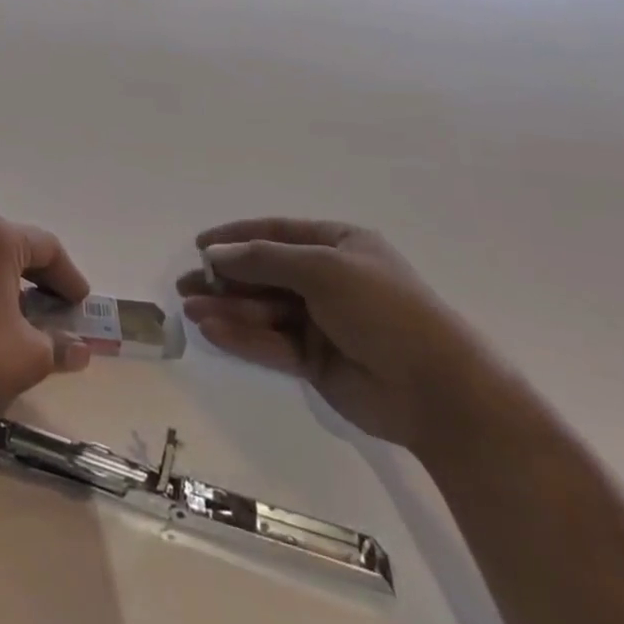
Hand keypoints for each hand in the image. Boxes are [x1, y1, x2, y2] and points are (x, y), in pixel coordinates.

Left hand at [0, 216, 92, 473]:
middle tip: (56, 309)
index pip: (45, 248)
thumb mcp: (31, 356)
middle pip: (9, 248)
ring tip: (21, 318)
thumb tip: (79, 349)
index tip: (81, 304)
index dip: (68, 276)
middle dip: (36, 278)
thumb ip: (61, 345)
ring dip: (2, 284)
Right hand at [177, 219, 498, 456]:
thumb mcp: (322, 269)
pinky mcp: (315, 360)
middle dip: (225, 279)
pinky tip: (213, 331)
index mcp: (339, 246)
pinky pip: (271, 342)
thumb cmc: (384, 310)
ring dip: (227, 309)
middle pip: (264, 274)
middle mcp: (328, 279)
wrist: (438, 391)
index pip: (276, 233)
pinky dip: (242, 336)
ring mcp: (321, 321)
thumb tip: (213, 253)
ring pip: (263, 310)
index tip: (198, 245)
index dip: (236, 237)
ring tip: (191, 311)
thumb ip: (264, 259)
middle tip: (185, 286)